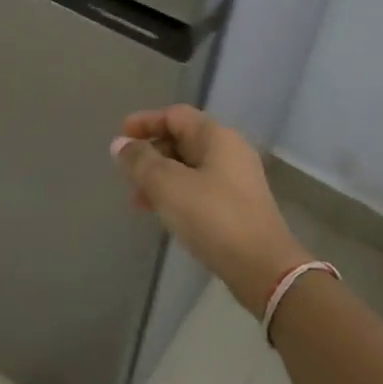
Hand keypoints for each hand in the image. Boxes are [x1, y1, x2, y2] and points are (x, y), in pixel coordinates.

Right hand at [110, 105, 310, 315]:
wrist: (263, 268)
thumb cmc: (213, 217)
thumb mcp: (167, 185)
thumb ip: (140, 161)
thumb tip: (120, 144)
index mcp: (217, 137)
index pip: (175, 115)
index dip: (146, 122)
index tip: (120, 136)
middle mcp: (230, 152)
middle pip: (182, 140)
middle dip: (150, 154)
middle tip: (126, 174)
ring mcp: (237, 180)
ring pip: (189, 168)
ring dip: (160, 178)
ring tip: (138, 201)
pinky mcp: (237, 207)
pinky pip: (199, 189)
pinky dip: (176, 194)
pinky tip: (162, 214)